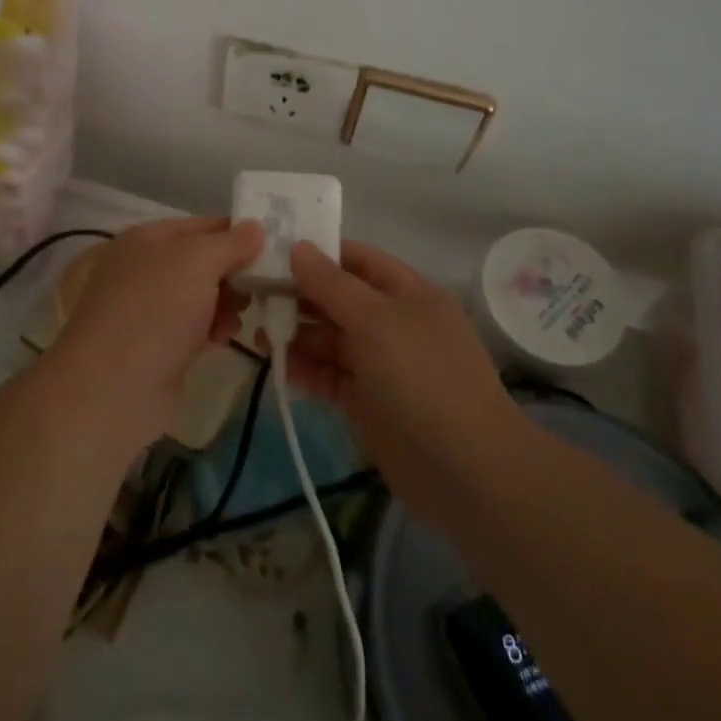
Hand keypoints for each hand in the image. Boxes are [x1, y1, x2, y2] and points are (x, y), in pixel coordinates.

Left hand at [50, 216, 263, 446]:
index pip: (203, 225)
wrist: (114, 388)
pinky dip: (215, 328)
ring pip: (204, 295)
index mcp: (148, 238)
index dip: (238, 232)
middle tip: (267, 283)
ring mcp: (151, 309)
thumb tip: (256, 226)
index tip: (276, 245)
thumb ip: (231, 242)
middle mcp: (147, 267)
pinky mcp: (160, 345)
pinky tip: (226, 337)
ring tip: (244, 313)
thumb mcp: (197, 261)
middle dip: (236, 271)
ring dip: (229, 301)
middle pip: (205, 260)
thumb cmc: (156, 310)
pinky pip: (197, 326)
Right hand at [282, 239, 518, 527]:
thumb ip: (332, 284)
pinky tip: (278, 369)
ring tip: (259, 336)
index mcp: (407, 293)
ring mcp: (381, 365)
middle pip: (339, 299)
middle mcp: (394, 323)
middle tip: (254, 297)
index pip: (357, 260)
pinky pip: (330, 376)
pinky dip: (306, 371)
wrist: (466, 472)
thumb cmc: (422, 378)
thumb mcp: (376, 320)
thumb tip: (298, 247)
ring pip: (330, 340)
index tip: (273, 252)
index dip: (318, 254)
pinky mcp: (368, 403)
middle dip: (300, 297)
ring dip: (297, 336)